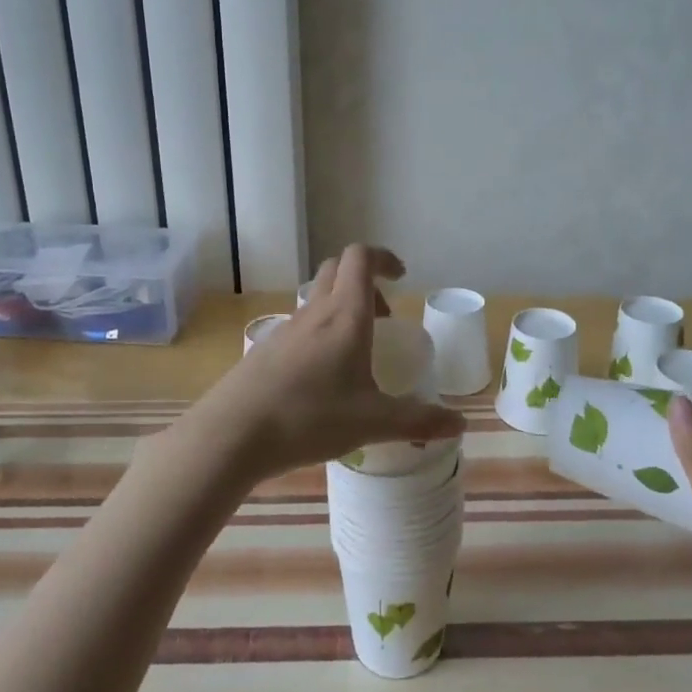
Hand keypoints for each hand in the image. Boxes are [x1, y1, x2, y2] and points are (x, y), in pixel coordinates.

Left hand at [178, 244, 464, 485]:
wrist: (232, 435)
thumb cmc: (309, 418)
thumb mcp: (372, 422)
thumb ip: (418, 420)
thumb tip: (460, 424)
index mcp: (344, 315)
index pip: (361, 258)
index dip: (383, 257)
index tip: (401, 277)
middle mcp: (314, 312)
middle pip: (337, 270)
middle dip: (364, 282)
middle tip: (383, 317)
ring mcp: (285, 330)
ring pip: (316, 299)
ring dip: (340, 309)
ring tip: (356, 354)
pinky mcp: (265, 351)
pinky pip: (299, 327)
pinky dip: (318, 336)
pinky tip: (322, 380)